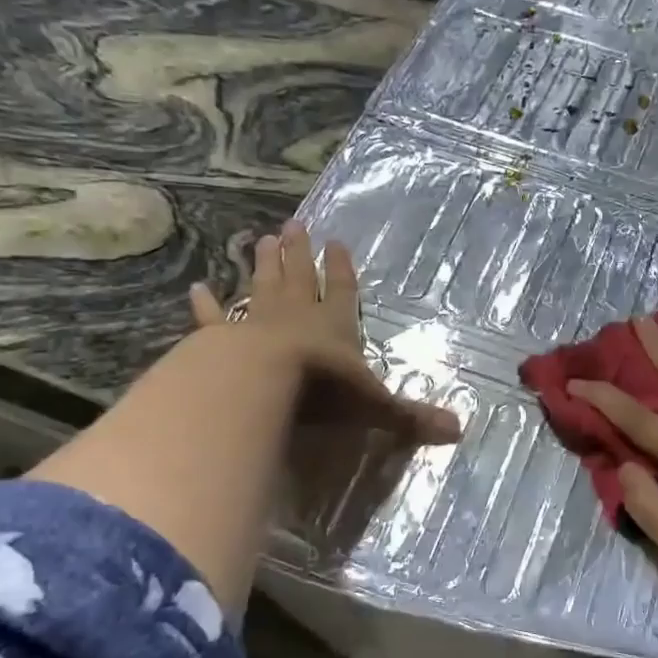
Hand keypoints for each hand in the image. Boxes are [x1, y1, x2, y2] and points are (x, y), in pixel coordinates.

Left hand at [190, 221, 460, 444]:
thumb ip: (411, 418)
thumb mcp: (375, 406)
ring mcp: (257, 326)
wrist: (261, 386)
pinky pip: (214, 319)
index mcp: (335, 327)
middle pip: (299, 279)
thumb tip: (459, 431)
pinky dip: (207, 305)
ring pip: (262, 288)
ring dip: (263, 265)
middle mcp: (297, 318)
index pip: (342, 292)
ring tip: (263, 239)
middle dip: (298, 254)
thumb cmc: (322, 390)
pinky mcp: (221, 342)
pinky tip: (197, 288)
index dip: (341, 269)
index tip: (336, 242)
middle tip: (293, 225)